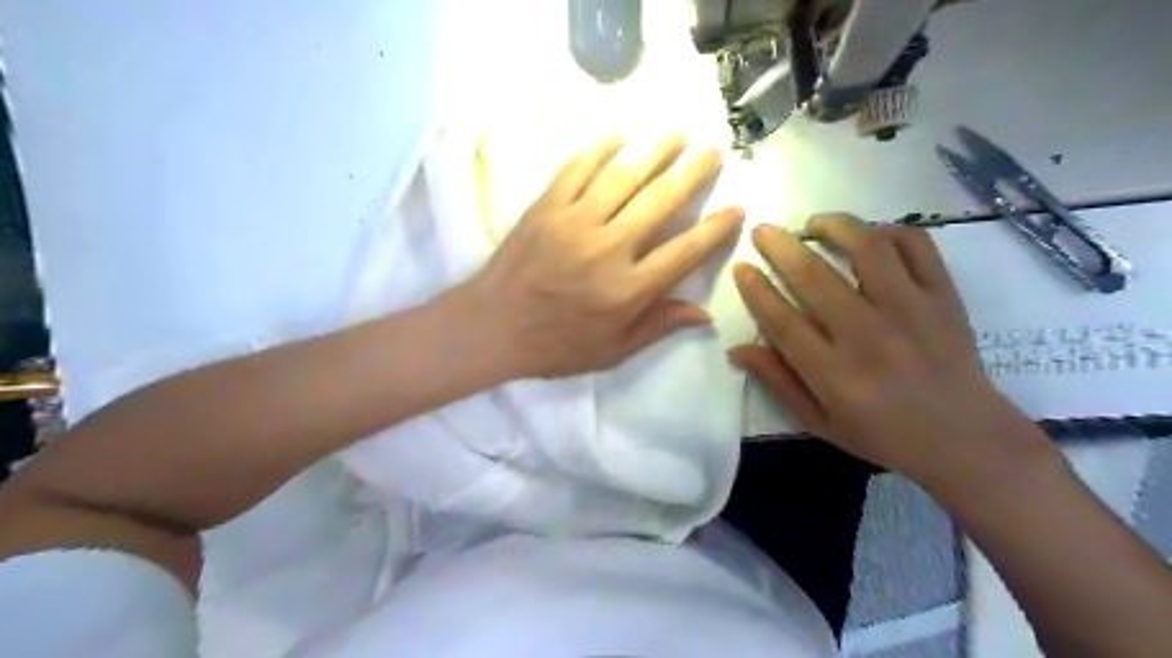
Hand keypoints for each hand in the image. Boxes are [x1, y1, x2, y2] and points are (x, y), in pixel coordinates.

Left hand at [466, 135, 738, 378]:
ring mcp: (575, 223)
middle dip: (693, 174)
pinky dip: (598, 150)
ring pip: (623, 177)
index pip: (685, 252)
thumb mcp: (613, 351)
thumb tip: (706, 315)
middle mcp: (609, 249)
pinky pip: (577, 170)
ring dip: (654, 151)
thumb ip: (659, 327)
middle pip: (660, 202)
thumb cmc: (556, 345)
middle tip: (713, 153)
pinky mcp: (546, 208)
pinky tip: (618, 137)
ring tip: (676, 134)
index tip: (736, 209)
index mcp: (629, 290)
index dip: (715, 230)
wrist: (492, 327)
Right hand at [731, 215, 1054, 489]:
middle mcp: (868, 335)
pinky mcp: (943, 296)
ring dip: (835, 227)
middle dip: (780, 247)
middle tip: (763, 230)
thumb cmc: (882, 434)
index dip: (756, 290)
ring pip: (867, 249)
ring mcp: (910, 310)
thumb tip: (736, 349)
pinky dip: (890, 231)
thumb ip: (778, 382)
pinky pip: (916, 247)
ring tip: (816, 223)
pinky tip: (871, 236)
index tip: (742, 268)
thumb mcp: (819, 422)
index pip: (783, 320)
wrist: (964, 438)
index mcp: (834, 373)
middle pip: (814, 278)